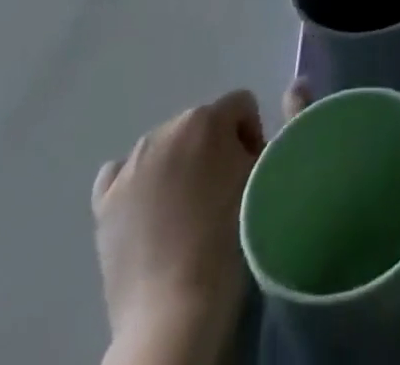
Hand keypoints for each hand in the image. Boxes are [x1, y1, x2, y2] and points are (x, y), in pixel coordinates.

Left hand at [93, 82, 311, 364]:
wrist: (176, 310)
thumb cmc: (232, 235)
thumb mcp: (268, 173)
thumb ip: (283, 125)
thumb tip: (294, 88)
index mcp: (205, 118)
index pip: (241, 106)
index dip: (253, 137)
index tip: (254, 174)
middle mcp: (163, 130)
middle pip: (202, 125)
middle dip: (215, 150)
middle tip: (224, 193)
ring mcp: (129, 166)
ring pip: (166, 147)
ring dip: (180, 165)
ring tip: (189, 209)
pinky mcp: (104, 202)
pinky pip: (124, 173)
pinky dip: (140, 182)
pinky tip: (151, 209)